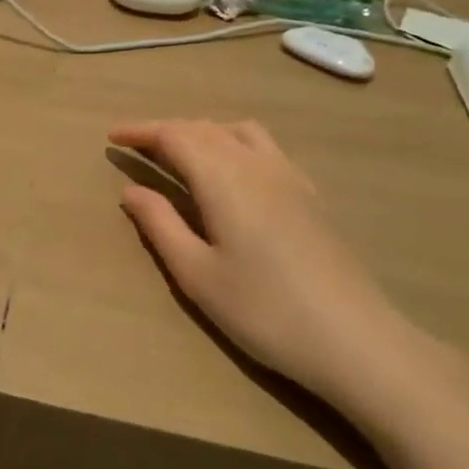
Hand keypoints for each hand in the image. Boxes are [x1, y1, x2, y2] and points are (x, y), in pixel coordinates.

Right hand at [110, 119, 468, 435]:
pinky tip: (233, 173)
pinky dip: (233, 142)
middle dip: (166, 131)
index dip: (140, 131)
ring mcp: (288, 175)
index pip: (173, 135)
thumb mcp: (197, 274)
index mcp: (222, 177)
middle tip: (137, 148)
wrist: (356, 340)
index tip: (112, 137)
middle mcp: (254, 163)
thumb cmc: (265, 310)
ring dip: (201, 133)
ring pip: (236, 131)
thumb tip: (130, 190)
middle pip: (203, 128)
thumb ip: (160, 225)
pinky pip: (263, 146)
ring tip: (181, 155)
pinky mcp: (309, 194)